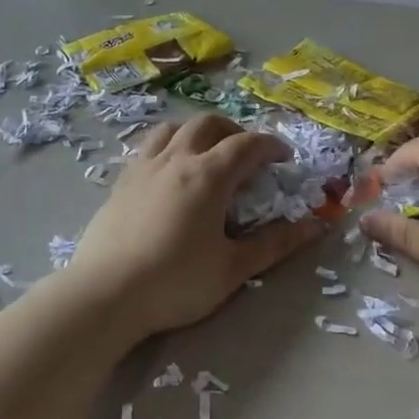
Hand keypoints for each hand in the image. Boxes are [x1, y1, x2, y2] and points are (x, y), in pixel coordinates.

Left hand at [67, 113, 321, 338]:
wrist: (104, 295)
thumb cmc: (175, 282)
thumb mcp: (233, 269)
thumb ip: (274, 244)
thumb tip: (314, 226)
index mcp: (208, 175)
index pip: (247, 144)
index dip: (271, 146)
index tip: (285, 159)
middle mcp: (176, 160)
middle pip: (208, 124)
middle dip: (234, 131)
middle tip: (248, 154)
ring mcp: (143, 168)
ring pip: (172, 128)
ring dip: (197, 132)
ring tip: (206, 153)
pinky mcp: (121, 182)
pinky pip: (148, 147)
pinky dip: (168, 146)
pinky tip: (169, 173)